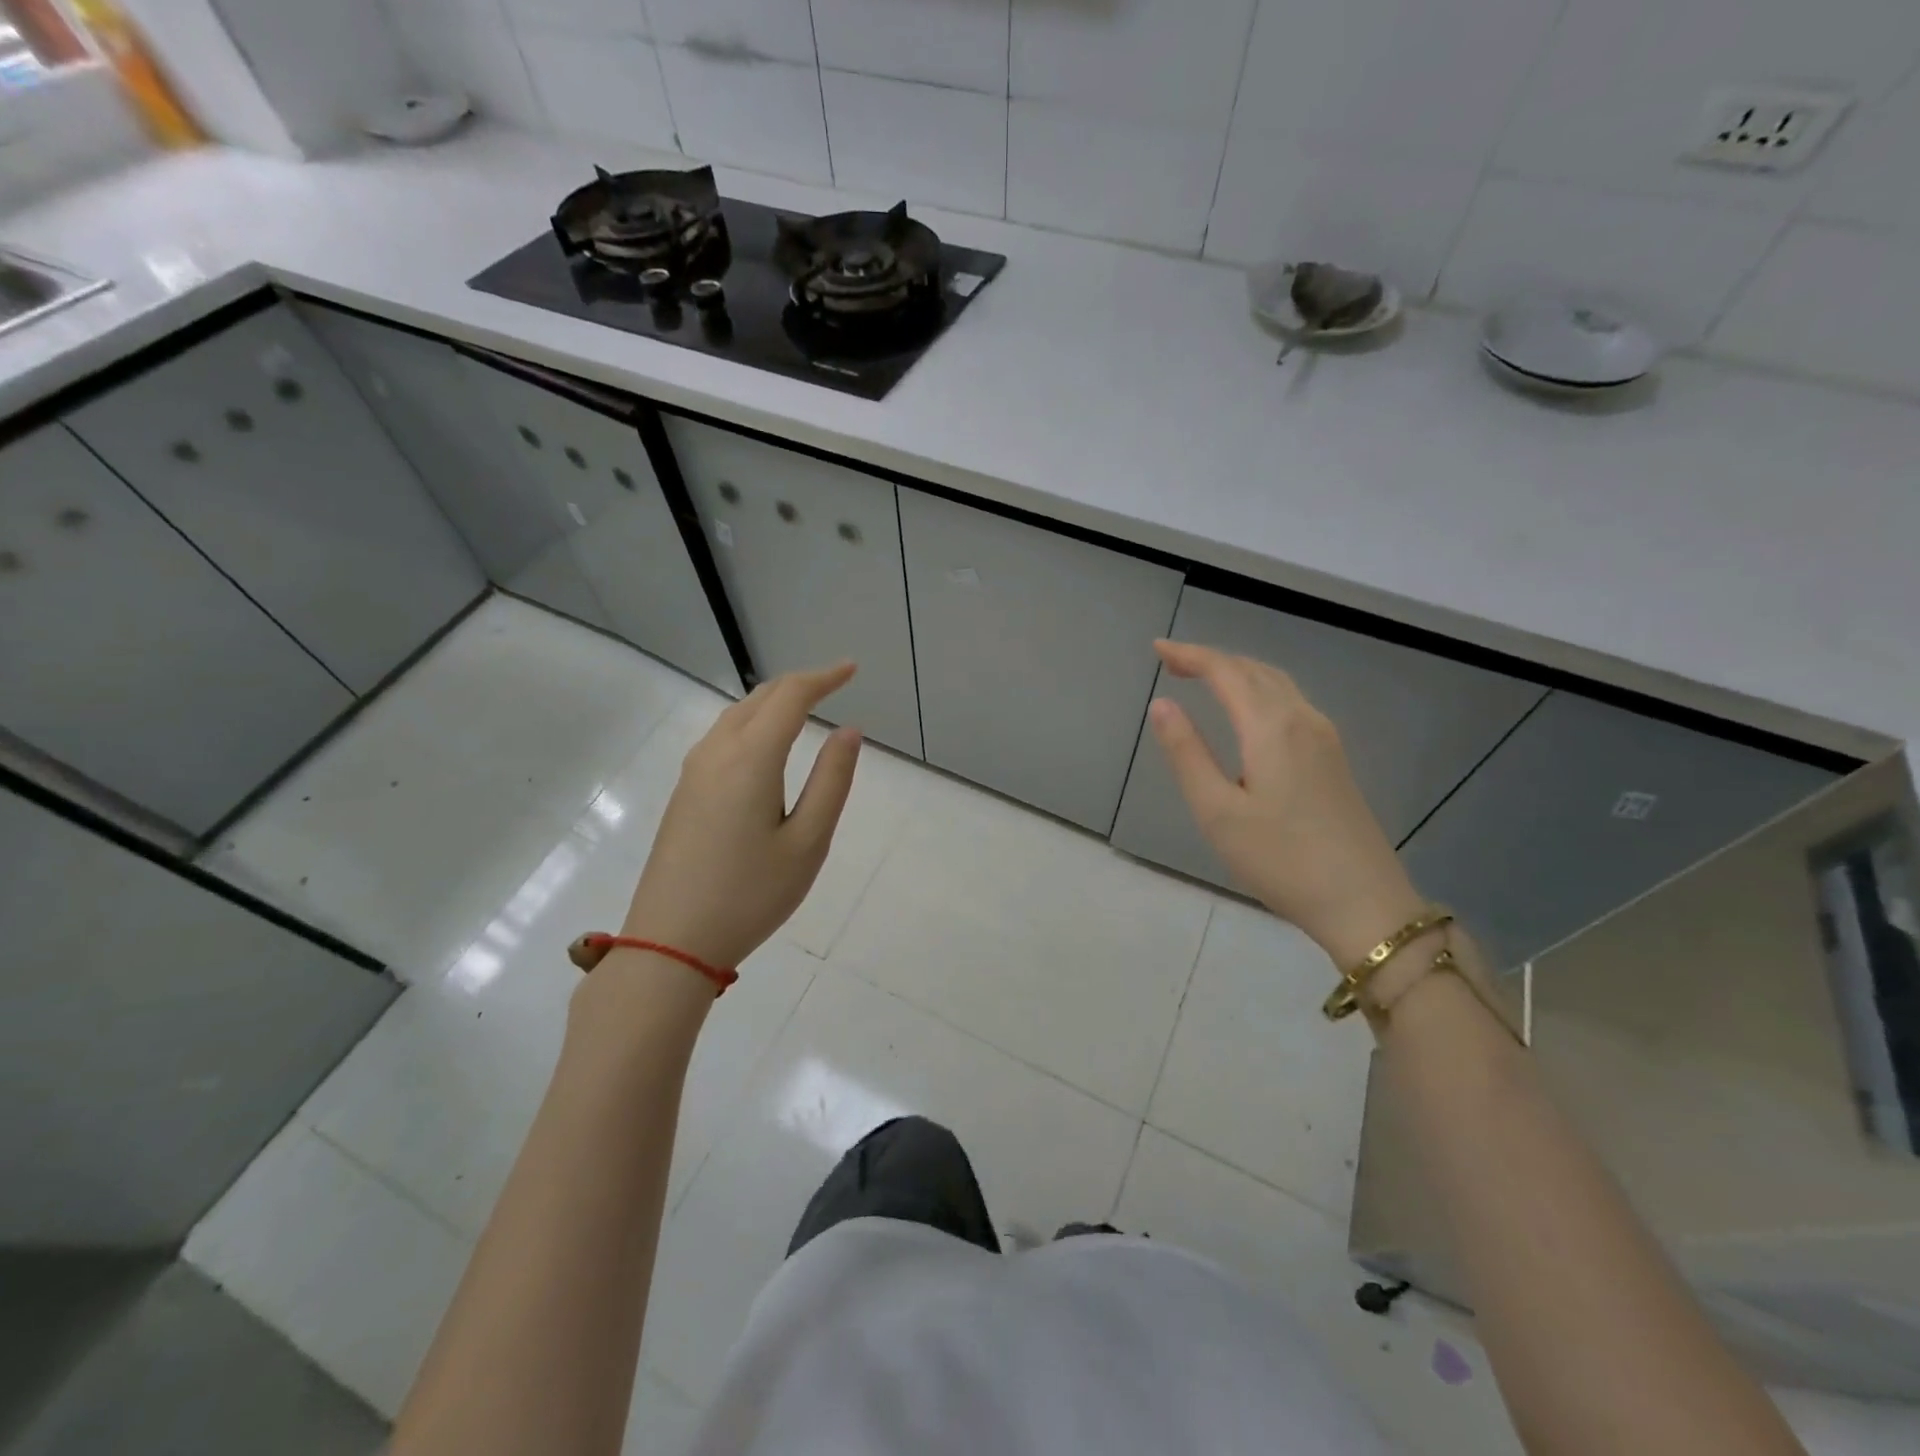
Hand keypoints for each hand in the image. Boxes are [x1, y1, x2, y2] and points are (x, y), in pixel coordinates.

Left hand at [621, 663, 861, 969]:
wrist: (671, 942)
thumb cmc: (750, 895)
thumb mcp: (807, 842)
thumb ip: (831, 781)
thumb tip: (848, 731)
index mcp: (751, 758)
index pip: (790, 697)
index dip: (823, 678)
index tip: (851, 669)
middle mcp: (716, 753)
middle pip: (759, 698)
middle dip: (798, 684)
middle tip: (833, 684)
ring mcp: (693, 772)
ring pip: (736, 716)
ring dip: (772, 702)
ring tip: (804, 707)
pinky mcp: (683, 793)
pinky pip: (722, 738)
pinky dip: (752, 723)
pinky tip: (764, 745)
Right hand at [1146, 640, 1424, 966]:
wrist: (1363, 902)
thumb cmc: (1280, 859)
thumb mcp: (1217, 811)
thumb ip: (1187, 753)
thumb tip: (1161, 704)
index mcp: (1271, 727)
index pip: (1225, 671)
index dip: (1189, 654)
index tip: (1156, 648)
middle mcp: (1302, 720)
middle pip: (1254, 670)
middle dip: (1211, 659)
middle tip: (1172, 663)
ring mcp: (1325, 738)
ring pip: (1277, 684)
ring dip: (1238, 672)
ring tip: (1204, 678)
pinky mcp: (1334, 758)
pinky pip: (1291, 703)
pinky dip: (1260, 690)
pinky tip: (1248, 711)